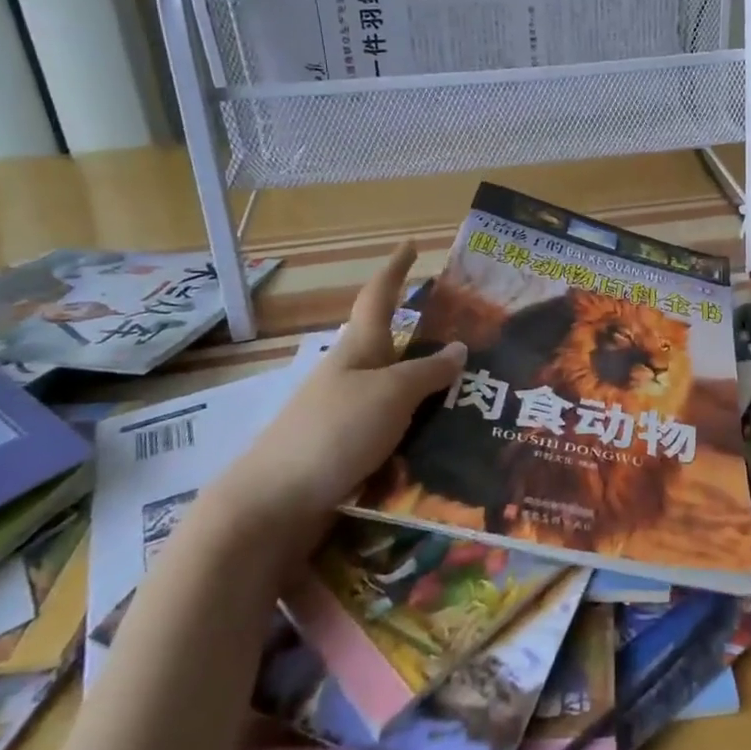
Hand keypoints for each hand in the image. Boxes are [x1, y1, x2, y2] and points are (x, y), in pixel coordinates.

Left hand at [200, 244, 464, 563]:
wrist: (272, 505)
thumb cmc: (333, 431)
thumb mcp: (390, 395)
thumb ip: (428, 373)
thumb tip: (458, 348)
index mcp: (358, 349)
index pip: (379, 296)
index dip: (396, 268)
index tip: (412, 243)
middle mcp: (351, 375)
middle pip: (394, 348)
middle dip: (429, 341)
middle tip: (475, 341)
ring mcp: (346, 415)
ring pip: (398, 393)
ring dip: (432, 392)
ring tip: (477, 397)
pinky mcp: (347, 452)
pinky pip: (395, 430)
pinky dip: (421, 430)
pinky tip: (448, 446)